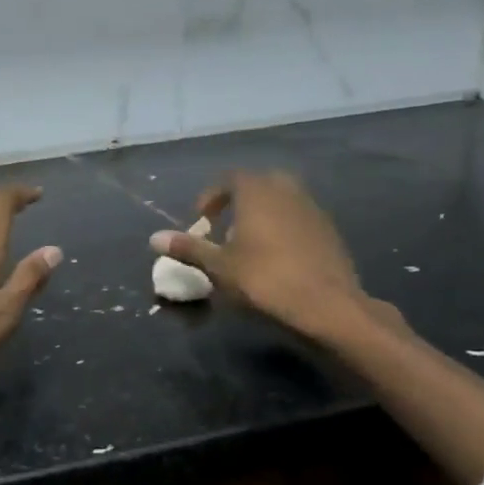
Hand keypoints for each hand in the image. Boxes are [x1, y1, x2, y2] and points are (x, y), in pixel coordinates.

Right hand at [149, 171, 371, 339]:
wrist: (327, 305)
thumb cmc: (264, 280)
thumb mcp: (219, 267)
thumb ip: (188, 248)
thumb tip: (154, 238)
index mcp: (257, 192)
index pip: (231, 178)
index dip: (212, 196)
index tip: (202, 219)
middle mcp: (287, 191)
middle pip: (259, 184)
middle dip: (240, 199)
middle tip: (225, 225)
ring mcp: (312, 209)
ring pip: (282, 199)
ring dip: (263, 213)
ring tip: (248, 242)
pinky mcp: (329, 230)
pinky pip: (299, 217)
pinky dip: (283, 227)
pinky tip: (276, 256)